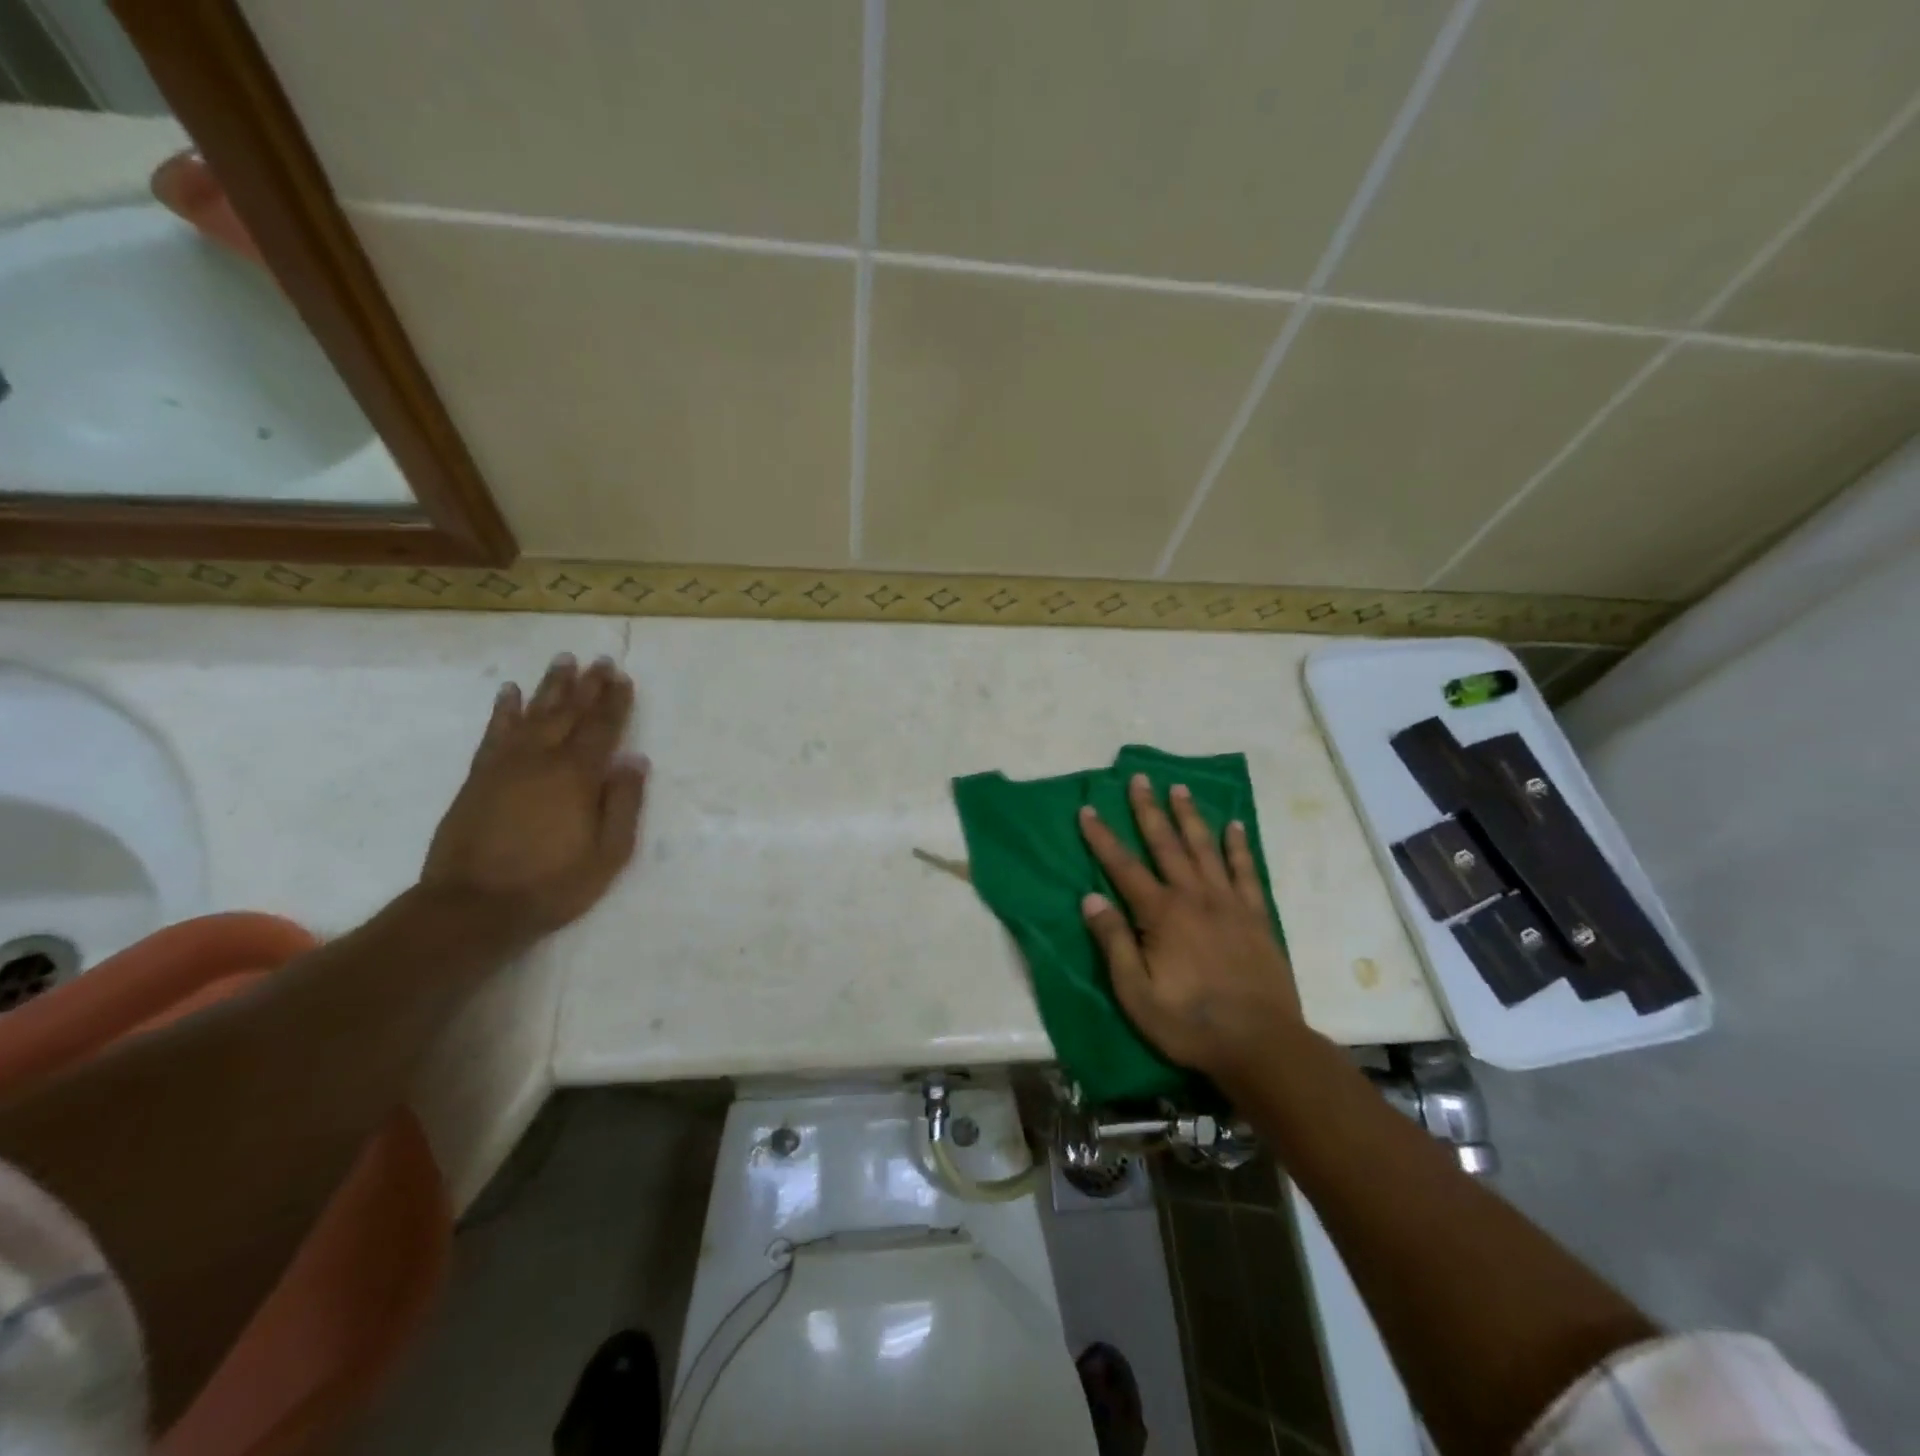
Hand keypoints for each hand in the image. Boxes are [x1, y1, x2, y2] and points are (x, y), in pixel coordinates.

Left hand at [421, 654, 647, 940]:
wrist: (472, 907)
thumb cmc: (552, 884)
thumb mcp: (608, 853)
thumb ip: (624, 804)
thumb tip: (635, 760)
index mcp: (578, 776)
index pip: (602, 728)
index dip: (614, 702)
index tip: (623, 677)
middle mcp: (542, 759)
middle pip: (569, 713)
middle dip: (587, 685)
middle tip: (599, 660)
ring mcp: (506, 765)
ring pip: (533, 714)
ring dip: (550, 686)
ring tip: (563, 661)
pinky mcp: (478, 777)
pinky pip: (494, 733)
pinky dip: (504, 710)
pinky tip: (509, 693)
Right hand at [1078, 774, 1304, 1085]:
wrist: (1262, 1044)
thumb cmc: (1190, 1023)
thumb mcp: (1137, 994)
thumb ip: (1114, 943)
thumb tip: (1090, 899)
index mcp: (1161, 914)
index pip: (1123, 867)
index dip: (1102, 838)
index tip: (1088, 809)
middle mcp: (1194, 897)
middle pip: (1166, 844)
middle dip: (1148, 810)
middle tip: (1139, 778)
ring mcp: (1229, 904)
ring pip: (1205, 848)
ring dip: (1189, 816)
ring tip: (1179, 788)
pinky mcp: (1256, 916)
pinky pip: (1245, 872)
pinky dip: (1238, 847)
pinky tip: (1234, 826)